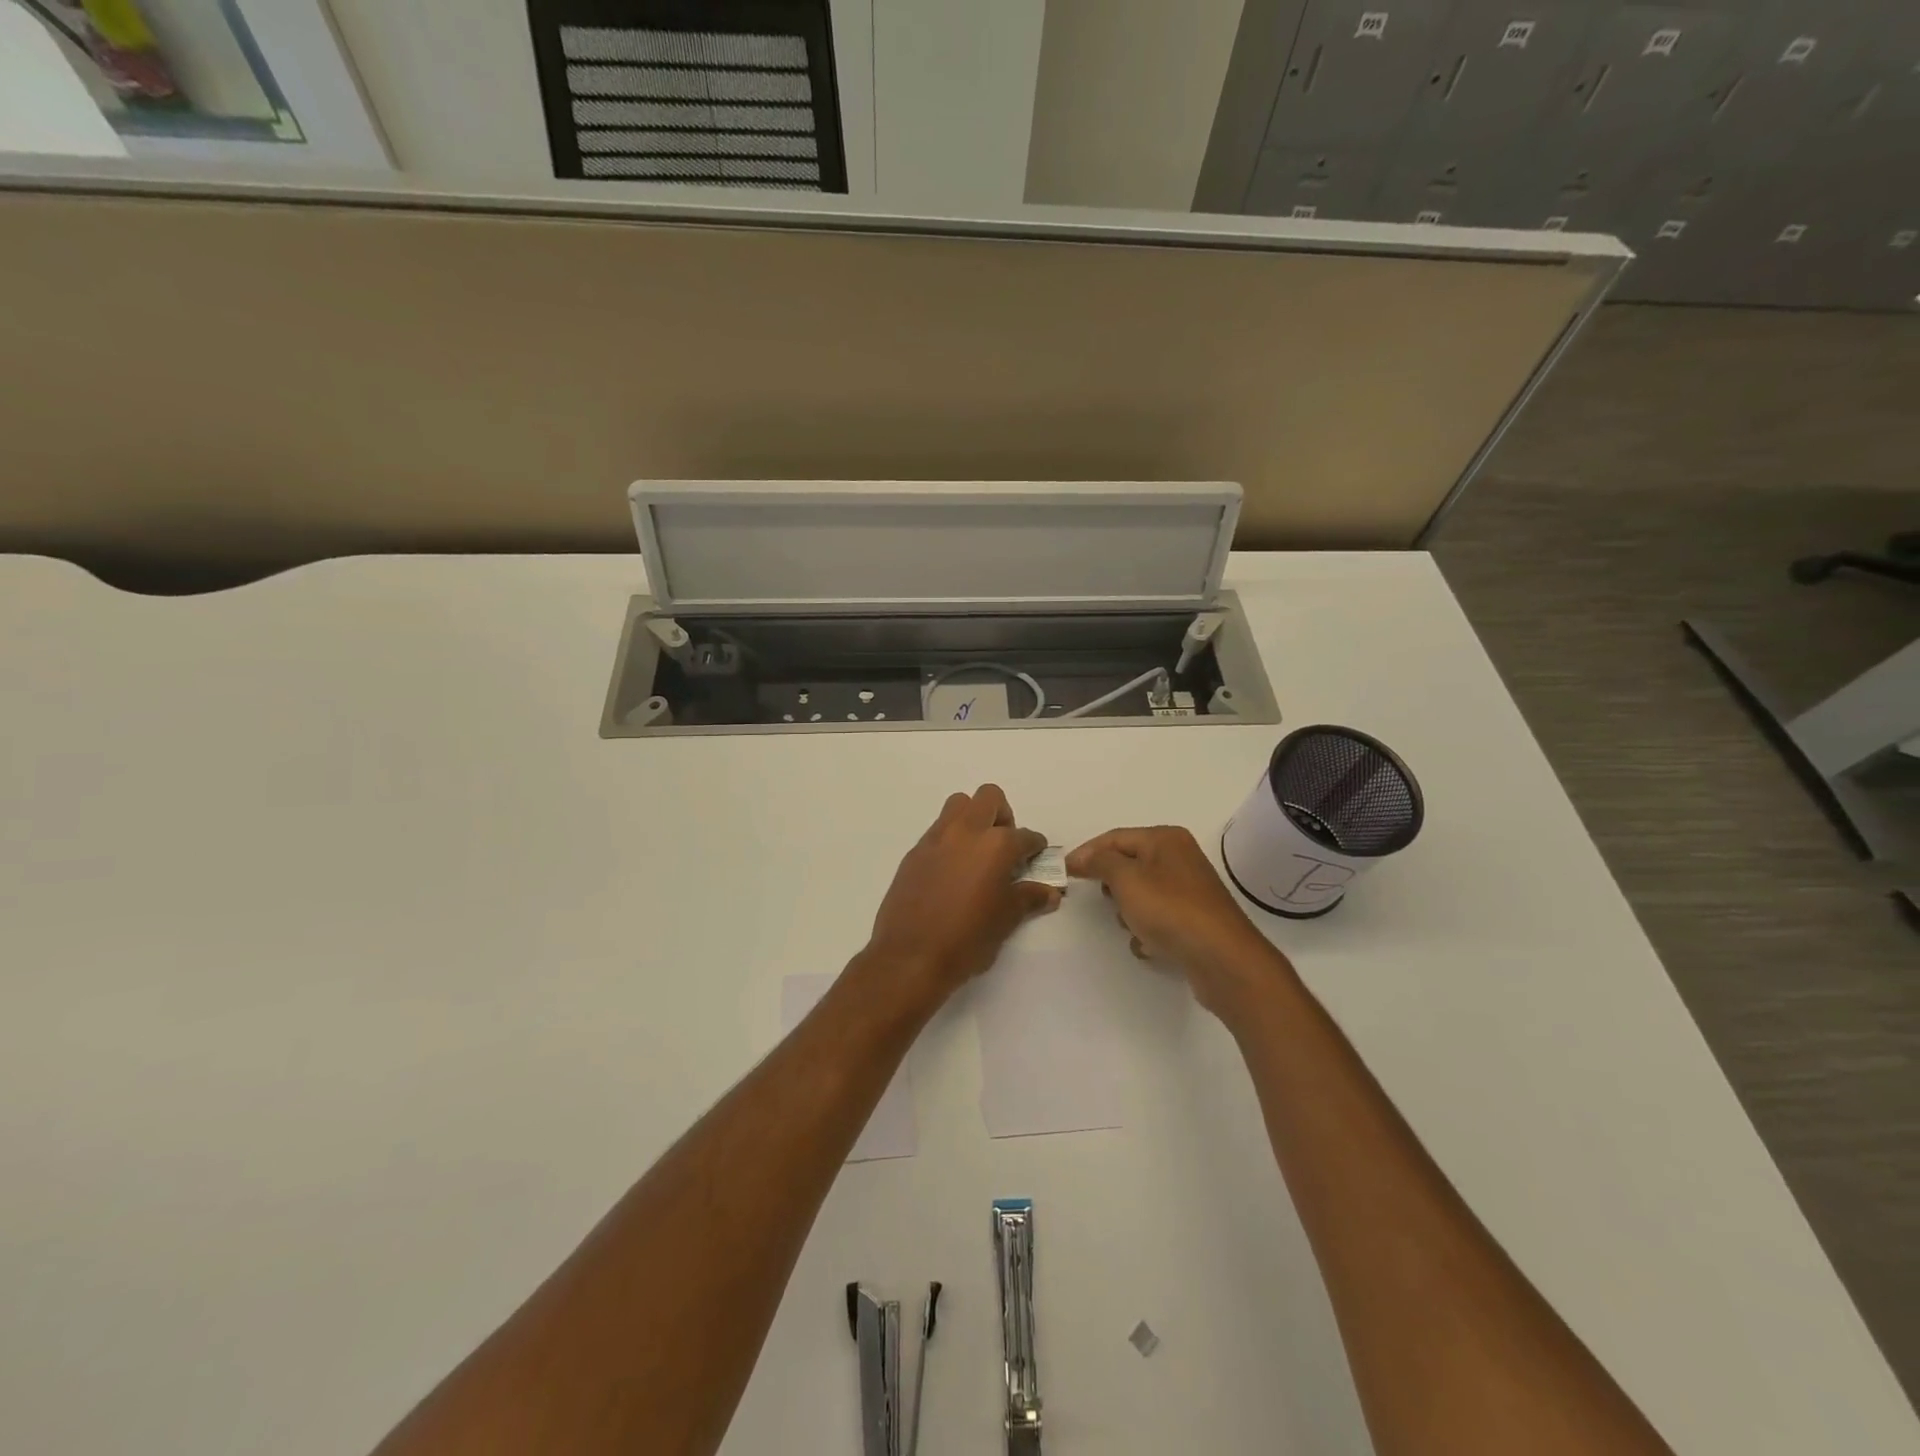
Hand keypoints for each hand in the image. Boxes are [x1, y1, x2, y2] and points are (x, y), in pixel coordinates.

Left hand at [863, 785, 1061, 1002]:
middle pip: (989, 797)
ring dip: (973, 819)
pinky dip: (950, 840)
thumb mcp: (1006, 920)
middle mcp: (966, 832)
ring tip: (977, 854)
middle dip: (1002, 816)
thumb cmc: (967, 939)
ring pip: (958, 806)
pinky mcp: (914, 852)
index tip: (1036, 860)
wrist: (910, 957)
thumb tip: (1049, 892)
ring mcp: (936, 839)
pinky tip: (952, 872)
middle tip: (1005, 847)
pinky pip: (938, 831)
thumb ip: (1029, 898)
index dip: (1035, 848)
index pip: (1025, 836)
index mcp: (996, 845)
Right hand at [1066, 826, 1293, 1019]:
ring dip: (1129, 910)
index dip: (1088, 852)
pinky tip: (1147, 945)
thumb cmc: (1169, 910)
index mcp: (1166, 839)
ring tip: (1128, 925)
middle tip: (1101, 898)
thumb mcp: (1126, 879)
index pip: (1116, 837)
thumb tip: (1083, 857)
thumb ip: (1100, 862)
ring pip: (1142, 893)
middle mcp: (1180, 858)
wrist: (1221, 958)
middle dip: (1111, 883)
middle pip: (1130, 864)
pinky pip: (1158, 918)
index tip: (1065, 871)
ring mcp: (1189, 890)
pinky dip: (1147, 929)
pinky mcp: (1194, 919)